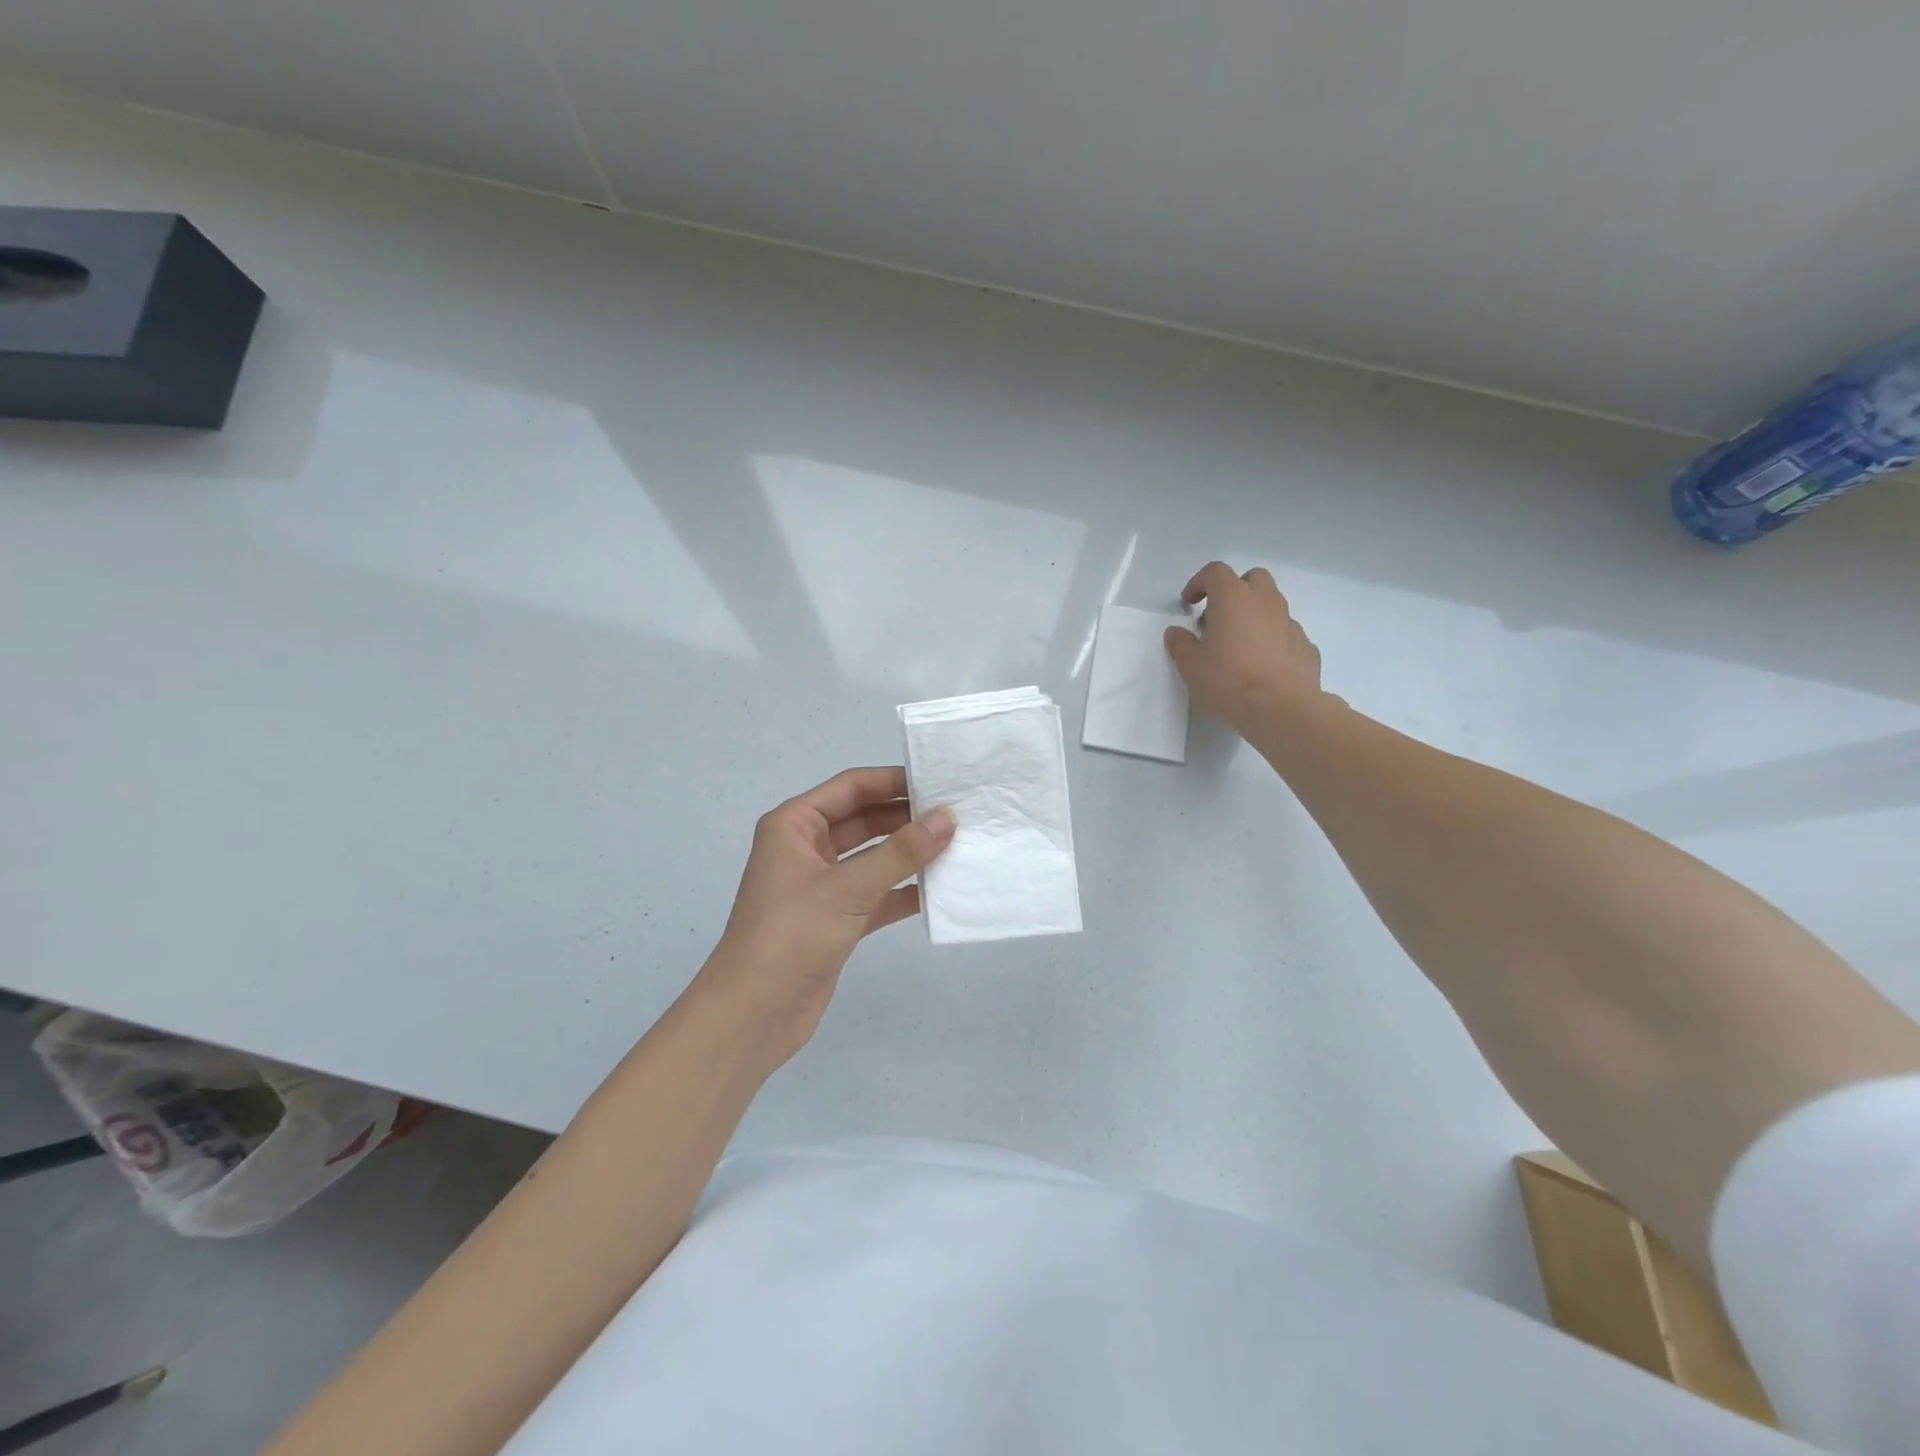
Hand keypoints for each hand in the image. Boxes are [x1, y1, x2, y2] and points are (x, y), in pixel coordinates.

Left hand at [692, 767, 953, 1066]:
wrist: (753, 1016)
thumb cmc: (791, 936)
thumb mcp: (848, 888)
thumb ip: (900, 853)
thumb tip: (947, 818)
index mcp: (795, 825)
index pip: (852, 788)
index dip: (894, 781)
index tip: (941, 781)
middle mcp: (806, 848)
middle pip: (865, 819)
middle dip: (907, 817)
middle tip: (958, 815)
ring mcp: (822, 885)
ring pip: (873, 857)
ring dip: (909, 854)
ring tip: (958, 846)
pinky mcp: (836, 919)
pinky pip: (876, 894)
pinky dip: (903, 891)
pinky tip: (939, 890)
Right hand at [1164, 561, 1330, 740]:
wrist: (1281, 707)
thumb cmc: (1229, 679)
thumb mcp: (1191, 665)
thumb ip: (1181, 644)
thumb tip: (1176, 633)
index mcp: (1233, 598)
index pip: (1216, 572)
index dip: (1199, 583)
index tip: (1189, 603)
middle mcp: (1265, 601)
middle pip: (1252, 578)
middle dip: (1235, 590)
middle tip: (1219, 616)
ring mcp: (1290, 622)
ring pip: (1272, 604)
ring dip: (1255, 614)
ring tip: (1240, 643)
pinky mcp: (1305, 644)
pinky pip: (1286, 632)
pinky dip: (1273, 638)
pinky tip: (1263, 663)